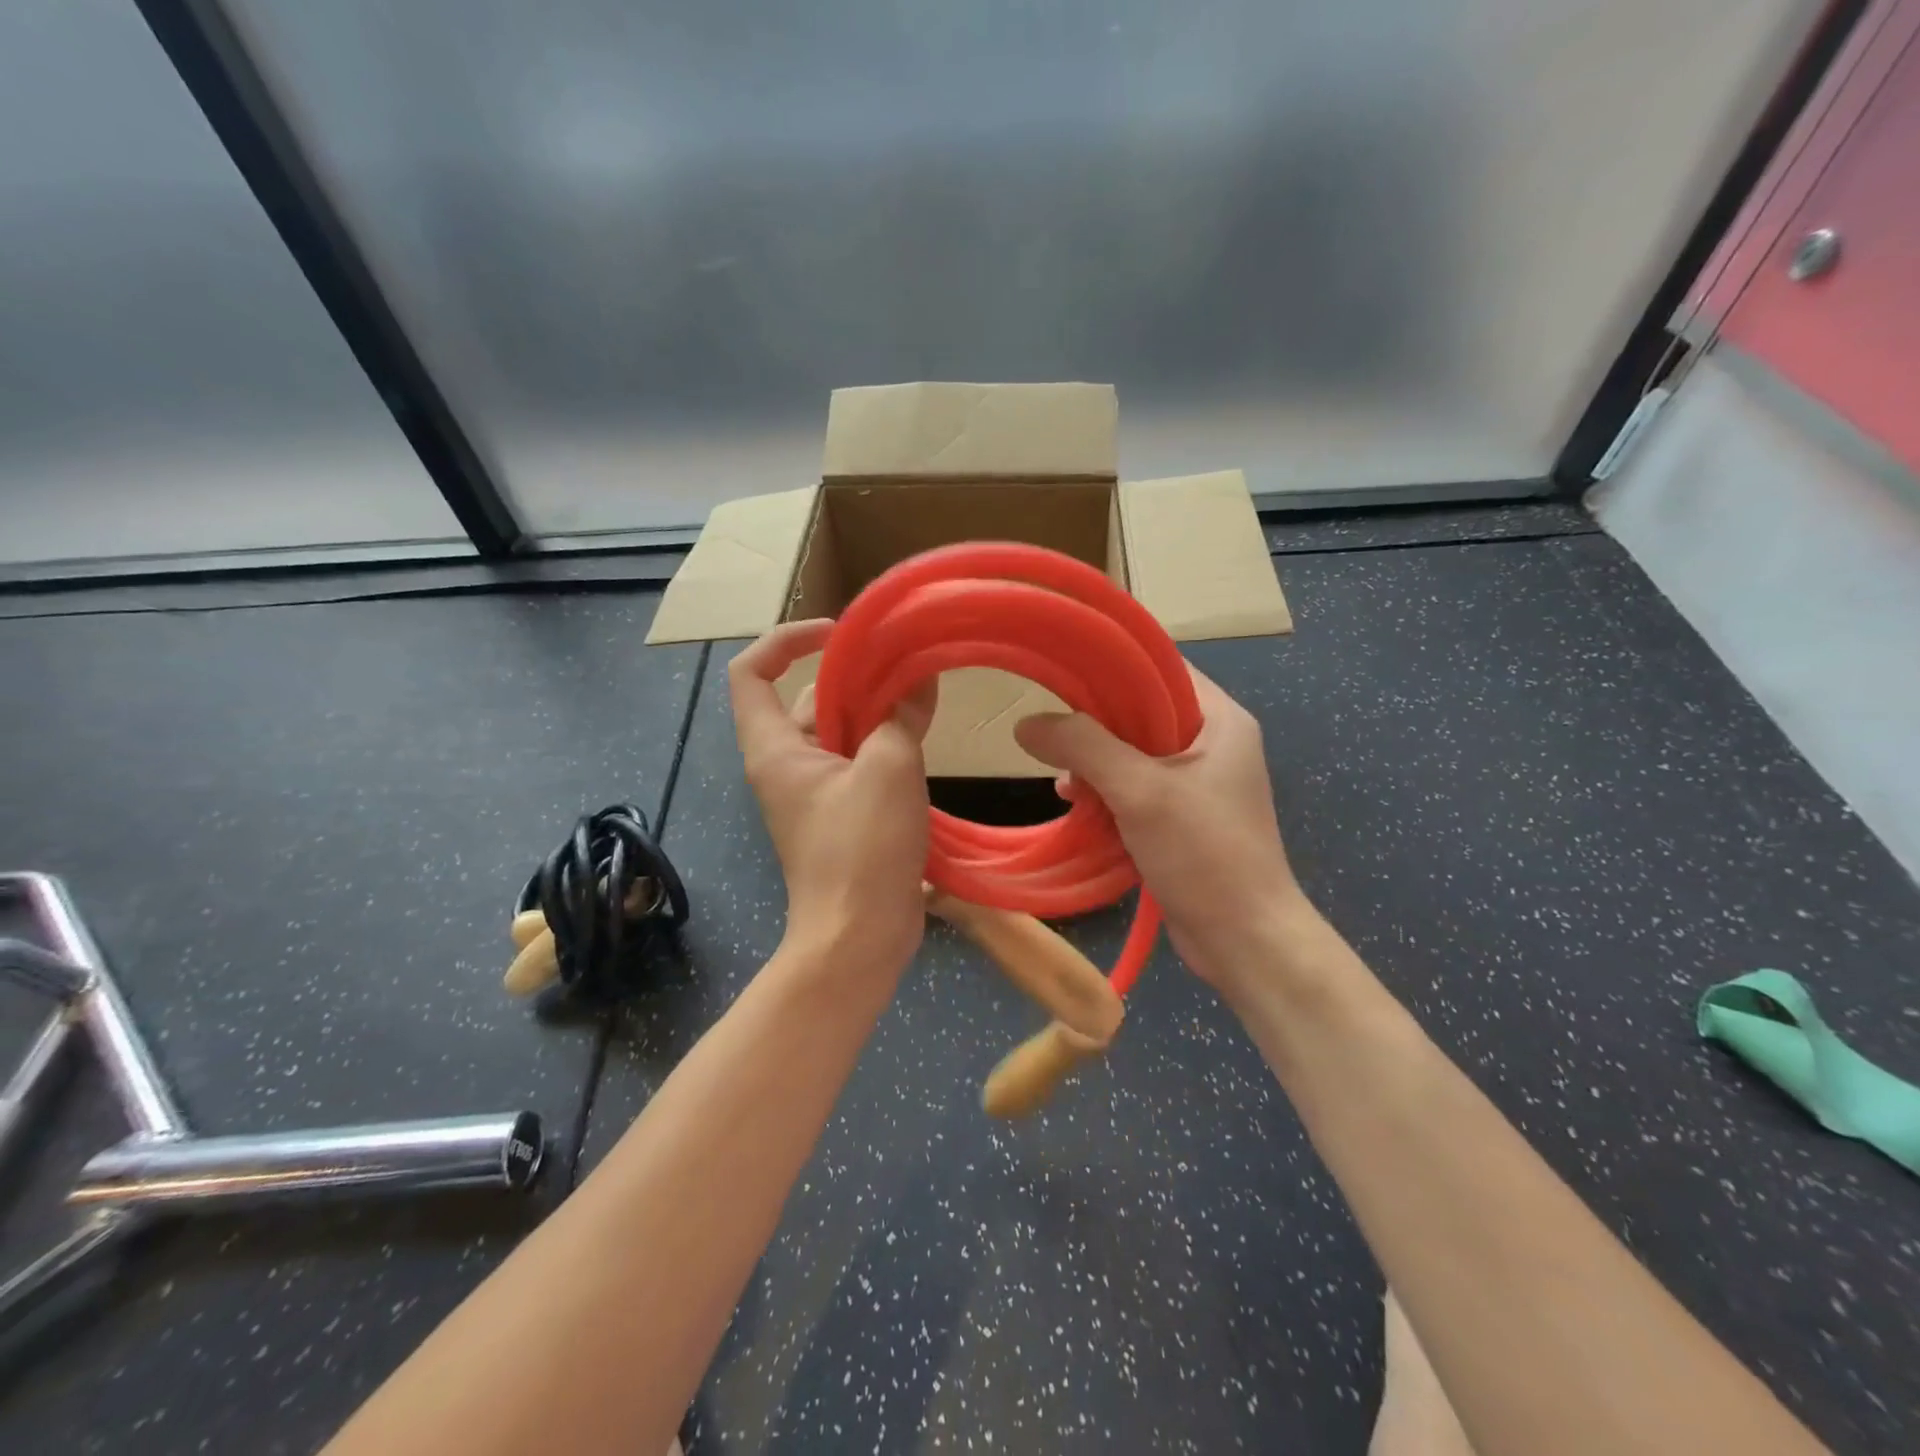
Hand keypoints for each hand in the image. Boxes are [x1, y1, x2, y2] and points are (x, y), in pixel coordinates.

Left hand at [730, 620, 936, 972]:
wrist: (859, 938)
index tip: (840, 634)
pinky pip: (859, 762)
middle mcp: (786, 764)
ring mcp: (814, 792)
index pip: (751, 671)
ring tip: (922, 698)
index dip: (787, 640)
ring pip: (840, 731)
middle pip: (806, 699)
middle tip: (904, 664)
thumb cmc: (861, 850)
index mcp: (774, 749)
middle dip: (853, 677)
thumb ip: (900, 715)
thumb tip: (918, 678)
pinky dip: (885, 745)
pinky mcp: (841, 814)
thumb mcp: (888, 769)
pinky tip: (923, 739)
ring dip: (876, 712)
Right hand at [1014, 666, 1314, 995]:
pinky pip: (1134, 789)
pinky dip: (1105, 794)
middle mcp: (1212, 743)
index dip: (1112, 666)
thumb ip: (1084, 748)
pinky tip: (1077, 807)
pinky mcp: (1181, 818)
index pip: (1161, 668)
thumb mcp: (1140, 791)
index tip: (1062, 677)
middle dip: (1094, 727)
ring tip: (1064, 784)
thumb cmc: (1204, 854)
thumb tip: (1026, 724)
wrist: (1245, 941)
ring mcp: (1197, 784)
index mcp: (1219, 720)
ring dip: (1094, 765)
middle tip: (1056, 740)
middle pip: (1140, 712)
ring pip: (1132, 754)